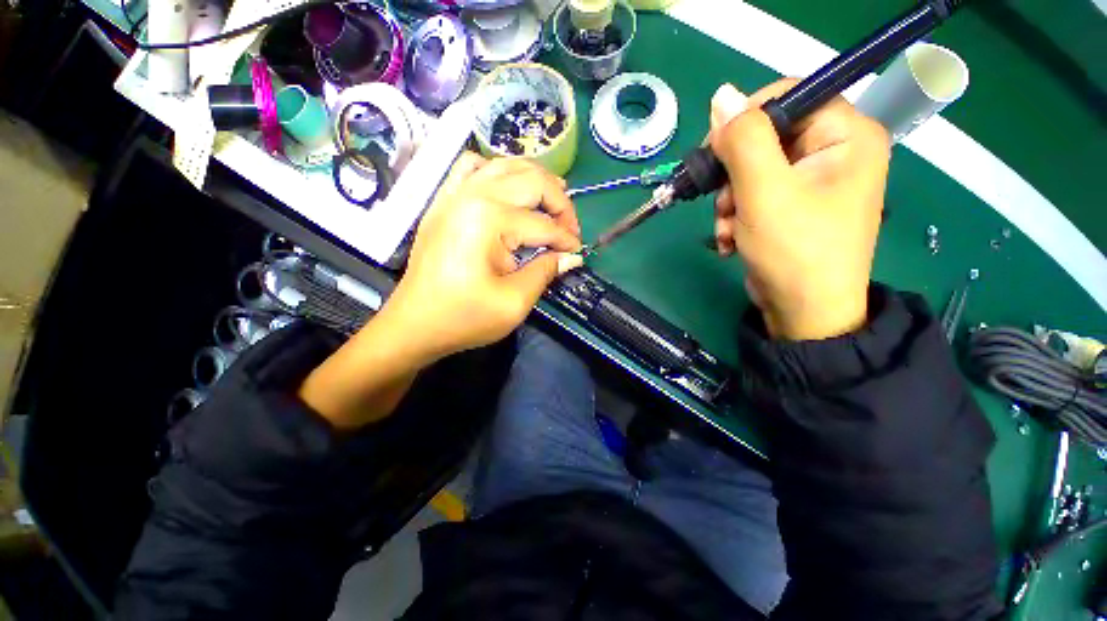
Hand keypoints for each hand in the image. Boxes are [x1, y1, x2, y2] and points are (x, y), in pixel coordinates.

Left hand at [385, 152, 582, 361]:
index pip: (544, 224)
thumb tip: (573, 256)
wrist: (415, 324)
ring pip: (506, 165)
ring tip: (551, 202)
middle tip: (569, 230)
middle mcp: (473, 194)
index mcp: (490, 220)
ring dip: (536, 180)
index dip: (567, 240)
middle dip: (560, 203)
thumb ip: (546, 272)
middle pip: (532, 181)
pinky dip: (497, 171)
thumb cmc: (464, 318)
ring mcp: (454, 194)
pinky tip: (507, 190)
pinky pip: (472, 167)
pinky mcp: (444, 201)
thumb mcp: (514, 303)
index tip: (577, 254)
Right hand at [709, 80, 890, 339]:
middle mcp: (833, 153)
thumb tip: (721, 96)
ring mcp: (811, 182)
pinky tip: (730, 239)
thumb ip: (743, 141)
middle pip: (766, 137)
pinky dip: (735, 215)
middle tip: (723, 202)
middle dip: (733, 174)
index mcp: (846, 136)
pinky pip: (754, 194)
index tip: (715, 150)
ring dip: (728, 200)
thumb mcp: (763, 192)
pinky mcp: (791, 206)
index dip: (747, 117)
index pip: (791, 96)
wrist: (803, 312)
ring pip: (752, 169)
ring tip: (727, 229)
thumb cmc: (794, 250)